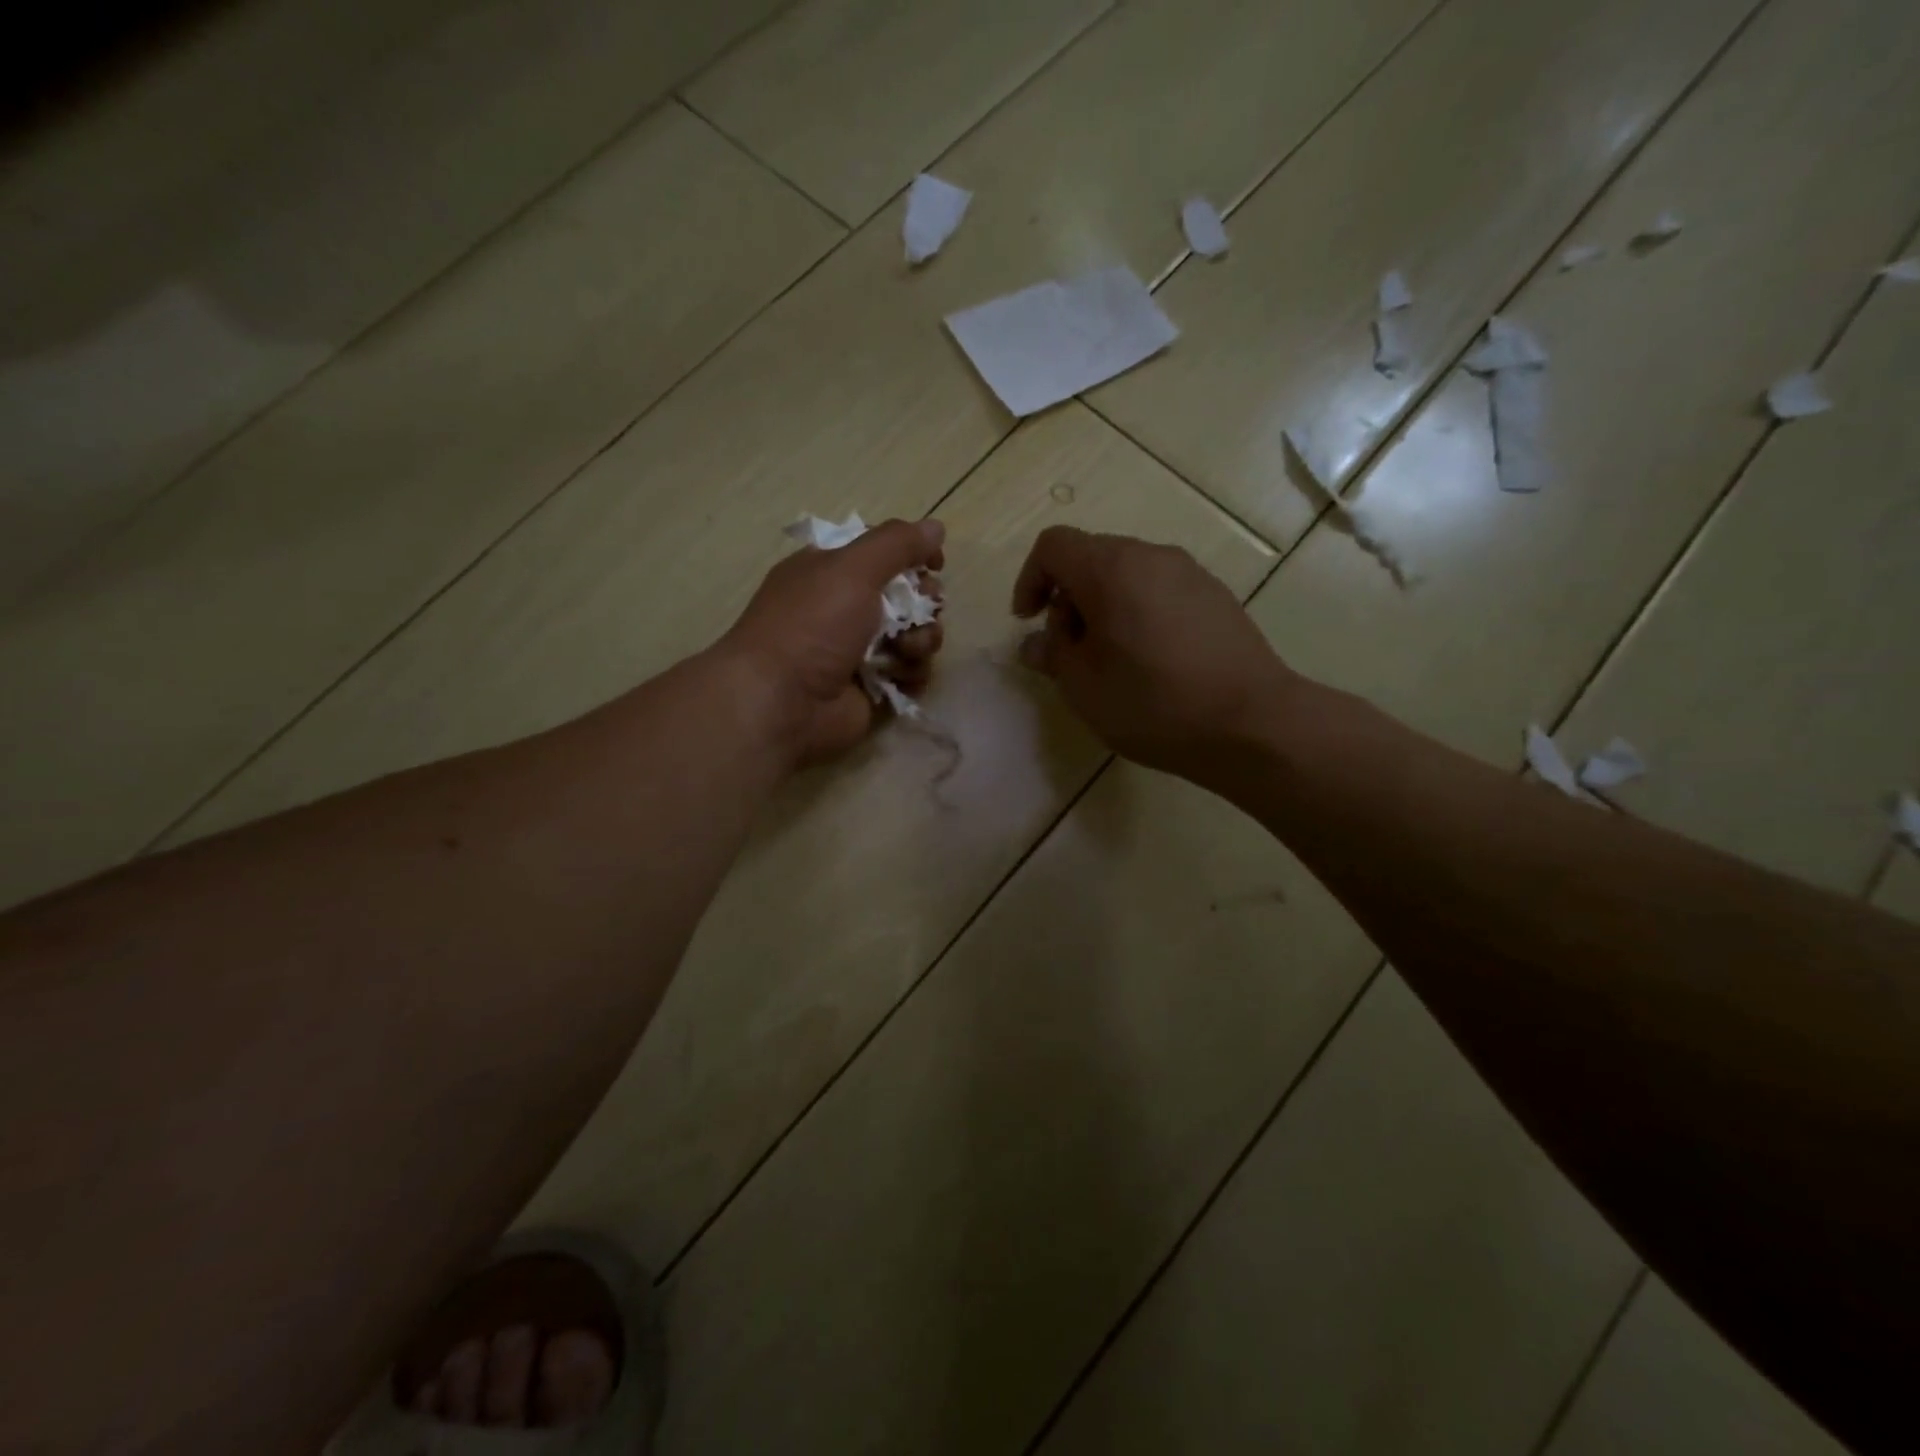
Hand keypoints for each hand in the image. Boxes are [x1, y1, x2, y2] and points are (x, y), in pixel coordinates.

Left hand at [722, 518, 945, 765]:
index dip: (913, 555)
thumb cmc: (812, 626)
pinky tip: (899, 678)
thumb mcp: (852, 569)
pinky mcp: (873, 688)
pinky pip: (911, 673)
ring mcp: (861, 651)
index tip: (934, 564)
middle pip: (908, 596)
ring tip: (903, 651)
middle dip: (924, 603)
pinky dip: (911, 674)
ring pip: (915, 636)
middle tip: (919, 613)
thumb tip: (936, 527)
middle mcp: (846, 608)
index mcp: (832, 572)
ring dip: (921, 641)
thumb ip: (898, 544)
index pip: (884, 552)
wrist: (782, 703)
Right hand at [1012, 526, 1291, 780]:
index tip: (1029, 622)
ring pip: (1128, 574)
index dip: (1030, 579)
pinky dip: (1139, 612)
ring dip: (1104, 607)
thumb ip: (1053, 654)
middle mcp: (1151, 556)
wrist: (1251, 722)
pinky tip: (1151, 660)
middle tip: (1070, 650)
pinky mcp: (1216, 595)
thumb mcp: (1083, 687)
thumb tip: (1038, 643)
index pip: (1053, 546)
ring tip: (1110, 659)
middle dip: (1068, 598)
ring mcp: (1190, 573)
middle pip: (1091, 557)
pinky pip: (1160, 590)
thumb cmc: (1153, 703)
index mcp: (1111, 569)